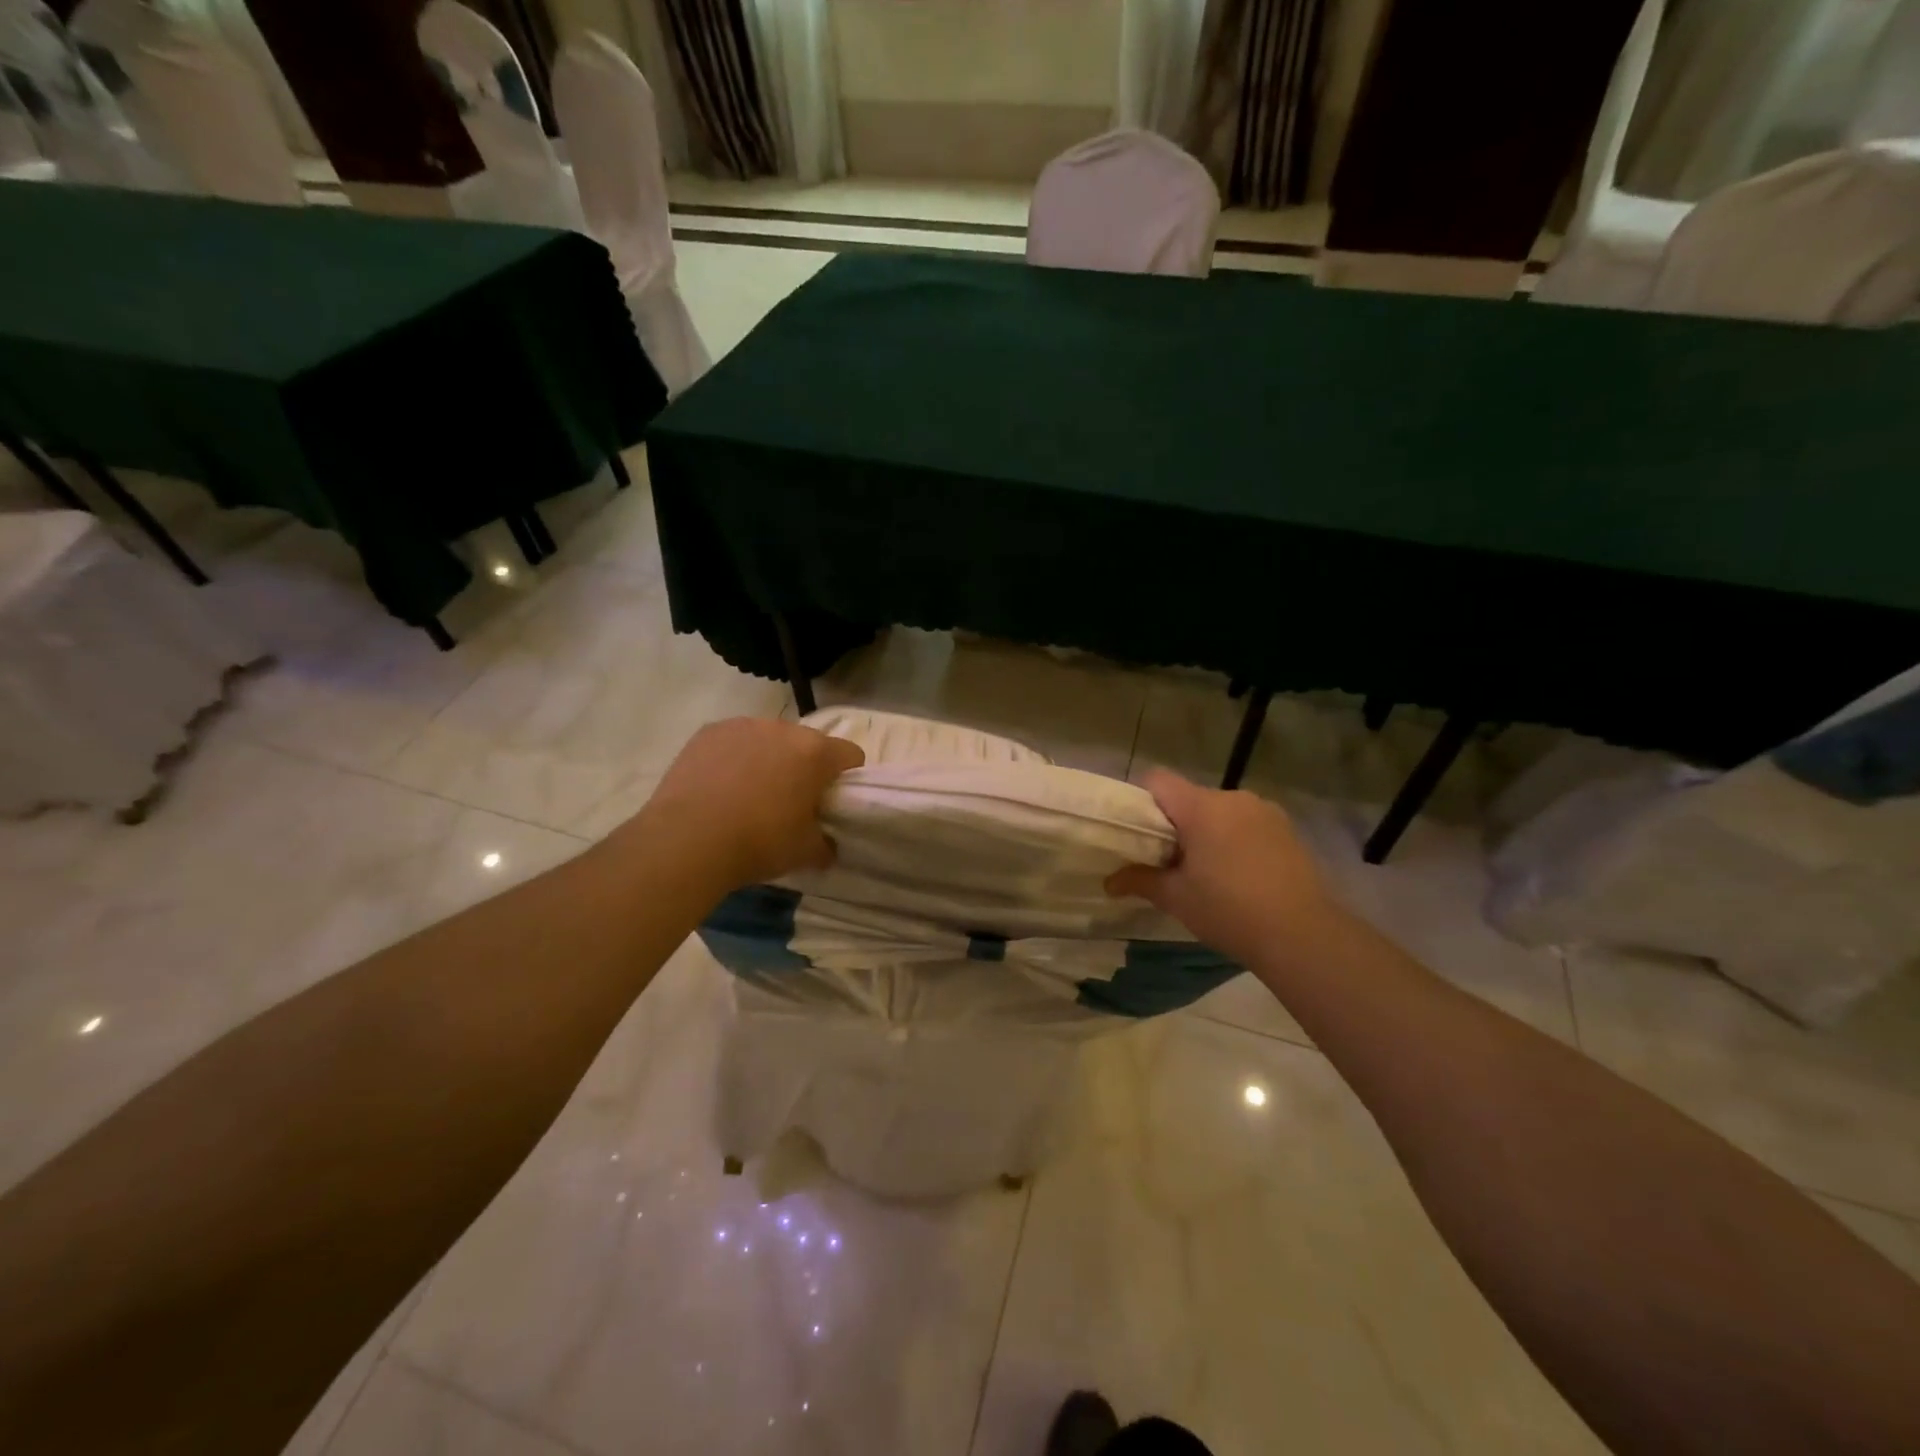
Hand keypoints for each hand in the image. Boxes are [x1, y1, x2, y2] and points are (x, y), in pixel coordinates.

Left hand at [633, 718, 864, 888]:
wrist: (687, 840)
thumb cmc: (759, 842)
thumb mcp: (805, 853)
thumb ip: (825, 845)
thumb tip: (827, 846)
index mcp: (815, 753)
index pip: (851, 755)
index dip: (847, 779)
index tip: (833, 803)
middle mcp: (783, 728)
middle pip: (808, 744)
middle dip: (805, 768)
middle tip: (791, 803)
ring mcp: (743, 726)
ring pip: (769, 739)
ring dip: (769, 759)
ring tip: (749, 795)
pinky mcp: (708, 732)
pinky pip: (734, 742)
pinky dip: (734, 758)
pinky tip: (720, 788)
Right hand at [1107, 770, 1338, 963]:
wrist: (1303, 934)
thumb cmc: (1229, 910)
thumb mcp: (1176, 898)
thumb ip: (1140, 881)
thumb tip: (1108, 882)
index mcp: (1201, 807)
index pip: (1158, 779)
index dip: (1142, 800)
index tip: (1139, 832)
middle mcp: (1232, 798)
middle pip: (1190, 797)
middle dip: (1176, 823)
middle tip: (1170, 860)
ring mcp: (1264, 811)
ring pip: (1220, 811)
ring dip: (1208, 831)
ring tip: (1208, 871)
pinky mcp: (1287, 828)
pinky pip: (1247, 823)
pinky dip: (1235, 839)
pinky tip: (1240, 874)